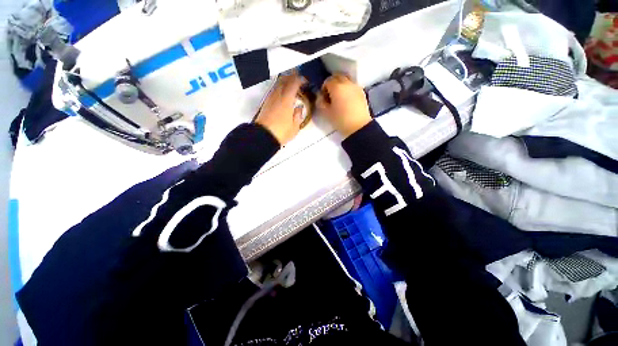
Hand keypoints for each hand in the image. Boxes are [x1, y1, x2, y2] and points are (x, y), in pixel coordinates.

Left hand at [255, 73, 306, 144]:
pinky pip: (273, 91)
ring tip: (289, 80)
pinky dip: (278, 88)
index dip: (299, 79)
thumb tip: (299, 107)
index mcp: (286, 101)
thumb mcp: (295, 127)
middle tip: (297, 75)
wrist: (263, 137)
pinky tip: (281, 91)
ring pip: (277, 85)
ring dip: (284, 81)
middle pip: (283, 81)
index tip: (305, 80)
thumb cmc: (281, 132)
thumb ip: (297, 116)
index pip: (293, 84)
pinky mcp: (265, 104)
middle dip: (291, 76)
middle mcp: (277, 97)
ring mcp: (270, 100)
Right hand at [317, 74, 371, 137]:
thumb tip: (320, 97)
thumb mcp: (326, 113)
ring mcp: (356, 86)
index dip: (323, 88)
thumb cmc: (341, 120)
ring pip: (346, 80)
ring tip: (339, 97)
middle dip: (332, 83)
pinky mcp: (362, 92)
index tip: (323, 98)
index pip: (327, 81)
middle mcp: (347, 83)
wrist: (359, 127)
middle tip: (330, 95)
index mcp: (337, 87)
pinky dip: (348, 89)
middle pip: (337, 76)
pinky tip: (347, 100)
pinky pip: (352, 86)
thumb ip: (320, 102)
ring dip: (341, 85)